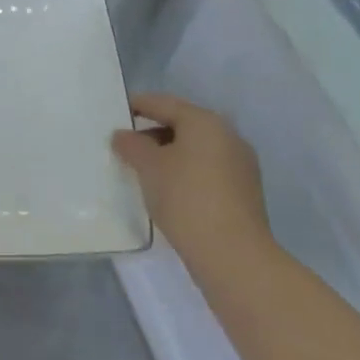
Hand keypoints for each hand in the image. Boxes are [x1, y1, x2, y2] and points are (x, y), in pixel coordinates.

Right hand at [111, 94, 271, 260]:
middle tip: (125, 145)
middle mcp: (228, 136)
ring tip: (142, 170)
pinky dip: (184, 173)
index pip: (163, 103)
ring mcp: (240, 166)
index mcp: (205, 121)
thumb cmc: (186, 198)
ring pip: (195, 150)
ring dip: (168, 155)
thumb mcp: (147, 166)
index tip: (115, 113)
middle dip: (152, 132)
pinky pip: (206, 171)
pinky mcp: (244, 193)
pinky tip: (167, 190)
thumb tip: (123, 136)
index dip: (137, 105)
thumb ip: (131, 144)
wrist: (234, 257)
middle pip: (181, 125)